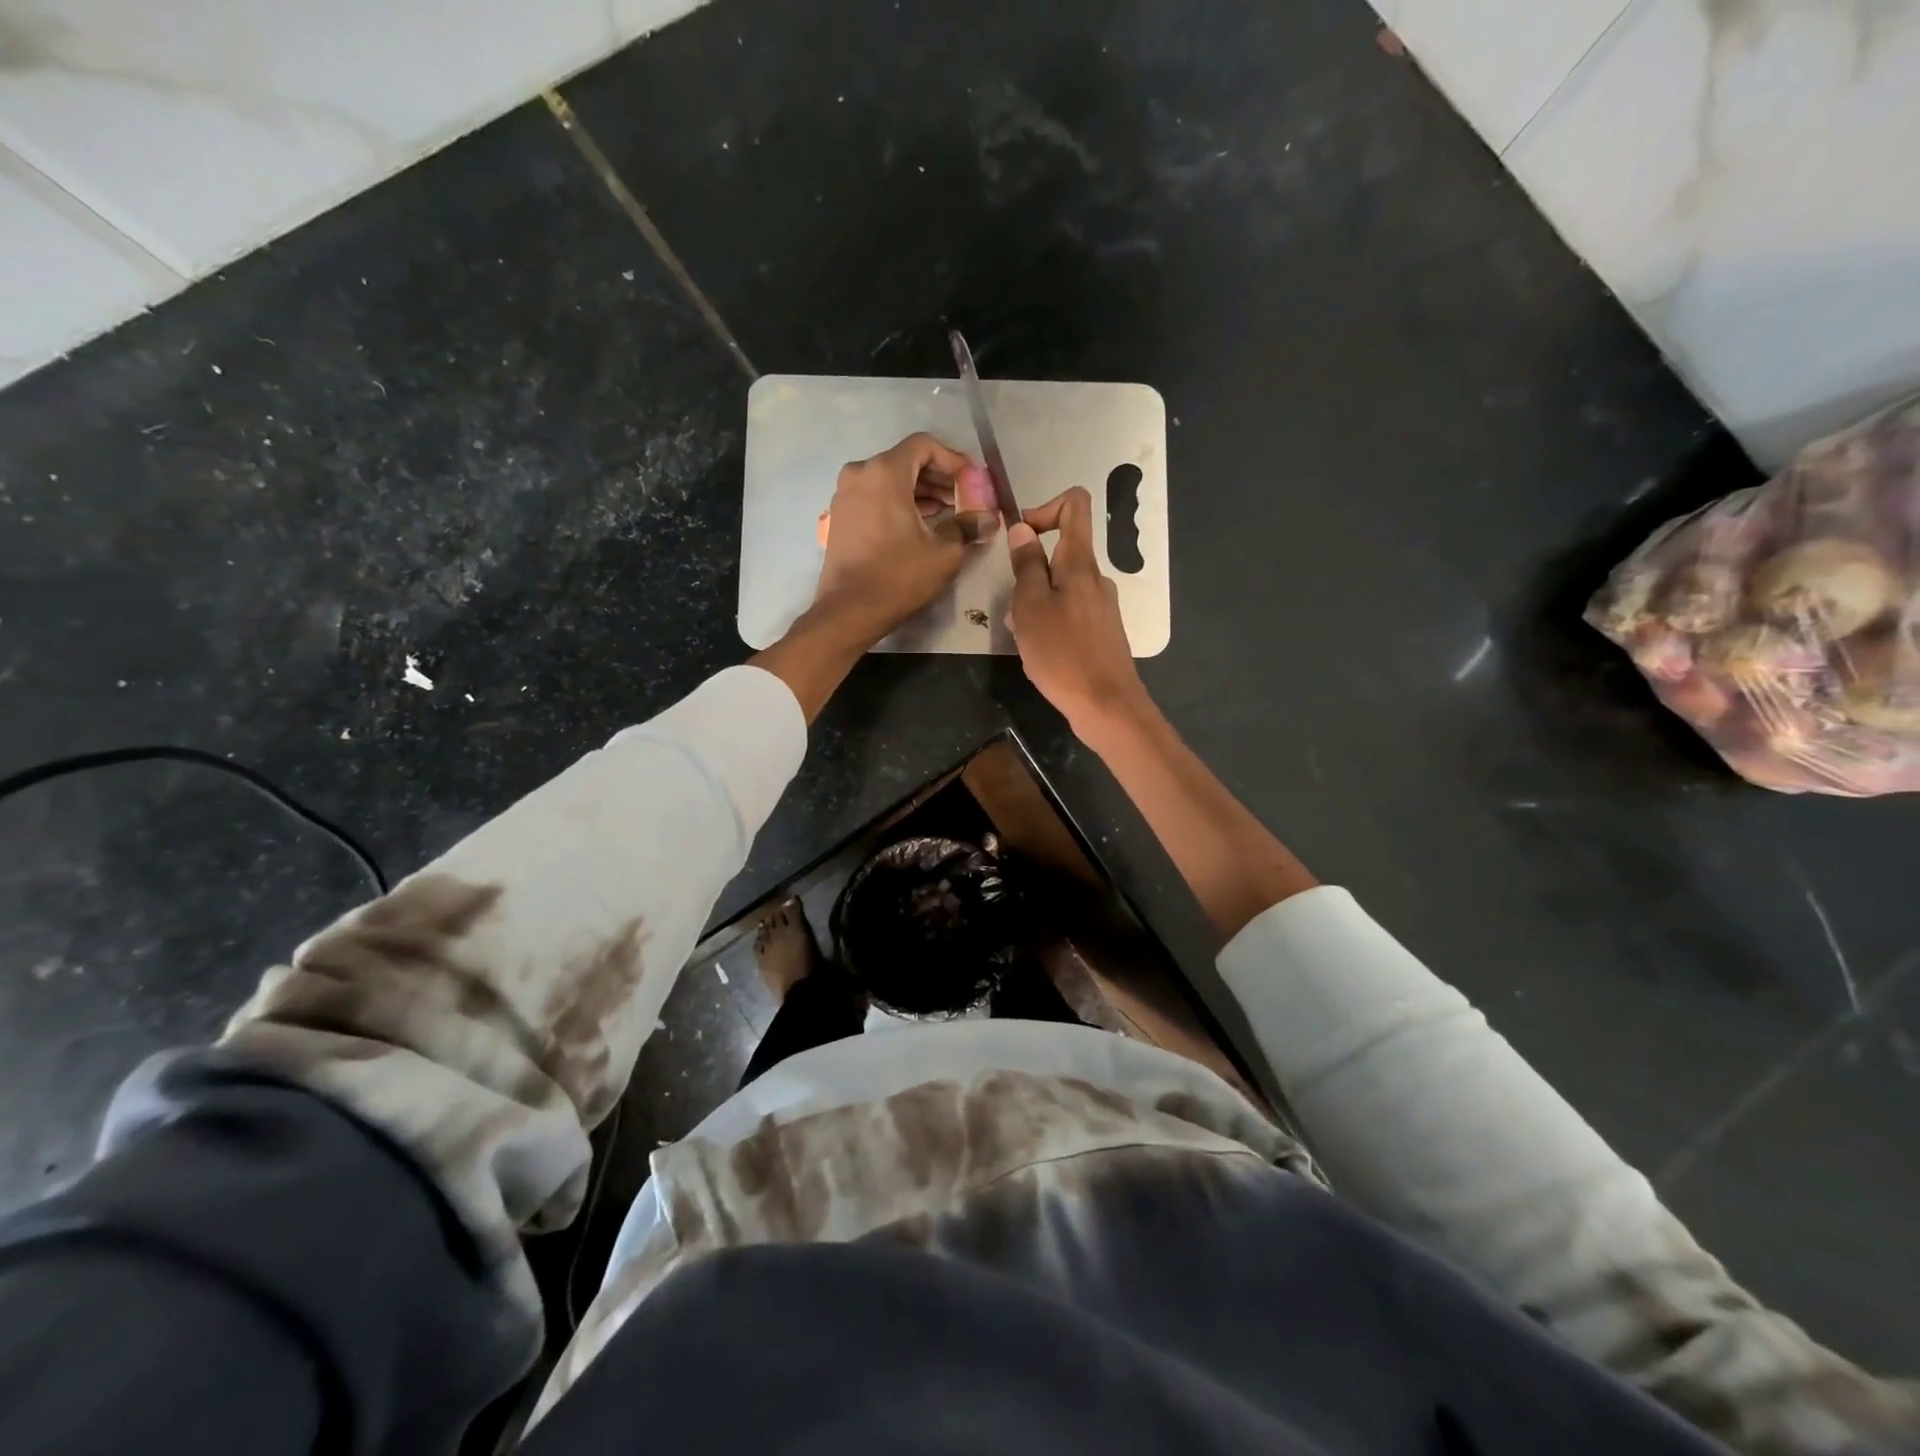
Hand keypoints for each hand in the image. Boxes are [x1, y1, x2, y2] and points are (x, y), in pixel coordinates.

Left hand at [812, 433, 999, 645]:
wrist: (849, 611)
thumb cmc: (898, 577)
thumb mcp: (944, 552)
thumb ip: (968, 526)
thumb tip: (988, 519)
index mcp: (884, 472)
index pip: (924, 445)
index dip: (953, 459)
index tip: (972, 480)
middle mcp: (860, 474)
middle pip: (906, 461)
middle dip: (938, 477)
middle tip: (964, 498)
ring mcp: (845, 495)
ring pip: (890, 480)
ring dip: (920, 491)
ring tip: (948, 513)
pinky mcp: (841, 516)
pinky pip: (875, 497)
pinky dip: (899, 503)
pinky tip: (921, 524)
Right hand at [1008, 487, 1148, 737]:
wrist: (1106, 706)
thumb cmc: (1063, 655)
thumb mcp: (1031, 607)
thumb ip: (1027, 565)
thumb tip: (1023, 528)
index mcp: (1080, 564)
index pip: (1074, 505)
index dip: (1044, 508)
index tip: (1022, 539)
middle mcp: (1096, 578)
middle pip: (1063, 549)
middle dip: (1031, 568)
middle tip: (1013, 605)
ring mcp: (1102, 606)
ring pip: (1063, 585)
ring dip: (1036, 599)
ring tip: (1022, 634)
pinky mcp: (1102, 631)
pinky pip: (1071, 610)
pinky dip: (1050, 619)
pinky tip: (1039, 650)